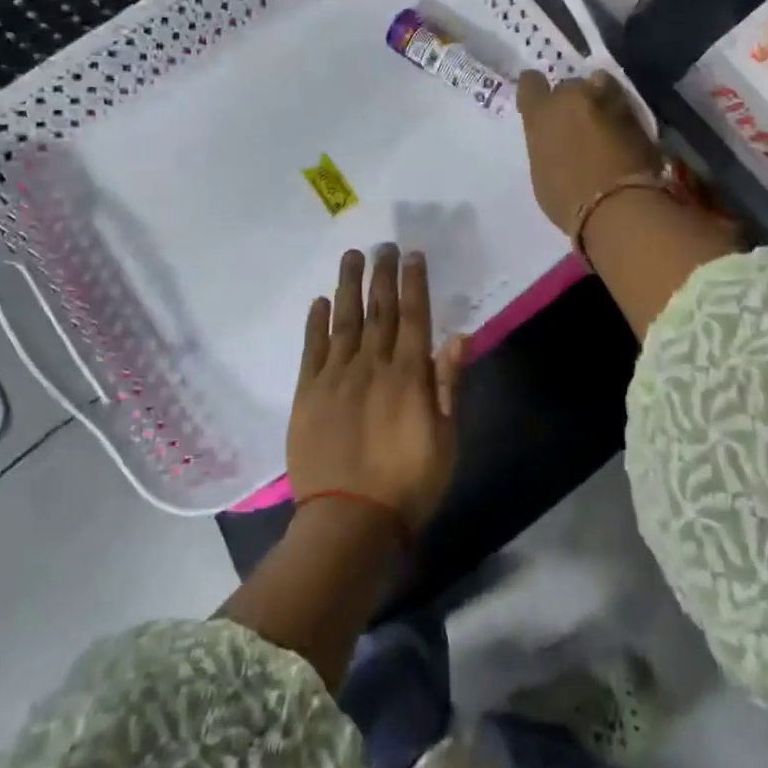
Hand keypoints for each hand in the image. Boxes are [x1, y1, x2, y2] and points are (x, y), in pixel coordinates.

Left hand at [288, 246, 465, 532]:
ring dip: (349, 285)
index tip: (412, 255)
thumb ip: (449, 385)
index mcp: (408, 375)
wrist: (348, 521)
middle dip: (382, 274)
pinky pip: (312, 349)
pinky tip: (320, 301)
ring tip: (351, 257)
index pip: (413, 316)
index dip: (413, 282)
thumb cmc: (408, 484)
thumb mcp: (445, 439)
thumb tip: (459, 336)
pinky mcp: (308, 393)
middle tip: (383, 245)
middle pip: (378, 309)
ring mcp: (336, 377)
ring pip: (344, 320)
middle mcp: (372, 365)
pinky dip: (316, 322)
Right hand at [516, 70, 661, 234]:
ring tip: (603, 123)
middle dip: (572, 101)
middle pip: (569, 85)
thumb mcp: (542, 170)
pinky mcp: (638, 112)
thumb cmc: (568, 199)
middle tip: (576, 124)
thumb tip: (557, 140)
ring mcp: (608, 100)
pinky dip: (619, 116)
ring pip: (600, 86)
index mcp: (541, 112)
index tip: (540, 104)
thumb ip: (546, 144)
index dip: (535, 91)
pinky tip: (621, 136)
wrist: (620, 206)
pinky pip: (622, 104)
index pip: (530, 82)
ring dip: (599, 100)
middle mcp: (572, 96)